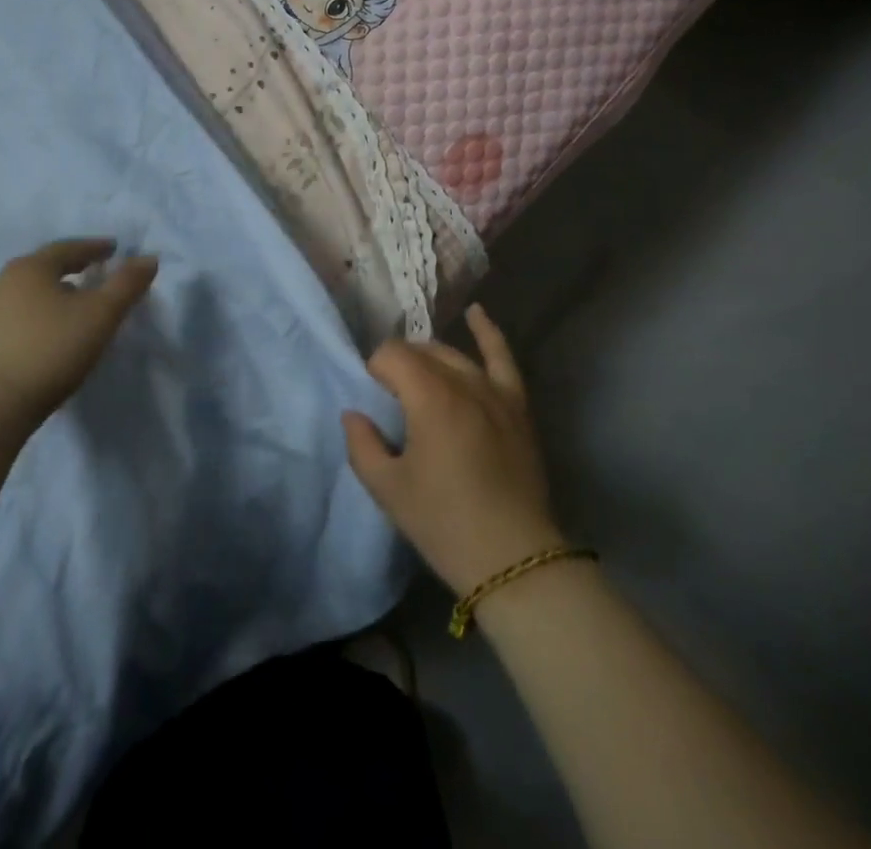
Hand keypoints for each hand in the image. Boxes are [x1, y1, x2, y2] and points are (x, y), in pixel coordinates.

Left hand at [0, 240, 157, 420]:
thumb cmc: (50, 350)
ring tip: (70, 308)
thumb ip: (127, 284)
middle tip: (93, 275)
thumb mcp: (101, 315)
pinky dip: (34, 319)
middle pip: (43, 268)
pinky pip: (12, 320)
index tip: (114, 249)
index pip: (68, 248)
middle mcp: (1, 283)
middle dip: (70, 269)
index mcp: (31, 268)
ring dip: (50, 295)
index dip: (95, 248)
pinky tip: (44, 337)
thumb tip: (149, 258)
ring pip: (25, 294)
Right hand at [343, 305, 566, 597]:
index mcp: (429, 397)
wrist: (513, 557)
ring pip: (453, 354)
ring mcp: (494, 390)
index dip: (375, 372)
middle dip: (399, 366)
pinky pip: (502, 357)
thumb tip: (354, 414)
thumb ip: (362, 444)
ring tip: (416, 375)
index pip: (392, 356)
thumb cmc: (444, 523)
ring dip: (429, 357)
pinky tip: (476, 312)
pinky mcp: (516, 404)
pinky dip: (488, 331)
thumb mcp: (388, 489)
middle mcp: (463, 381)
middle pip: (421, 352)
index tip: (372, 401)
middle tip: (390, 400)